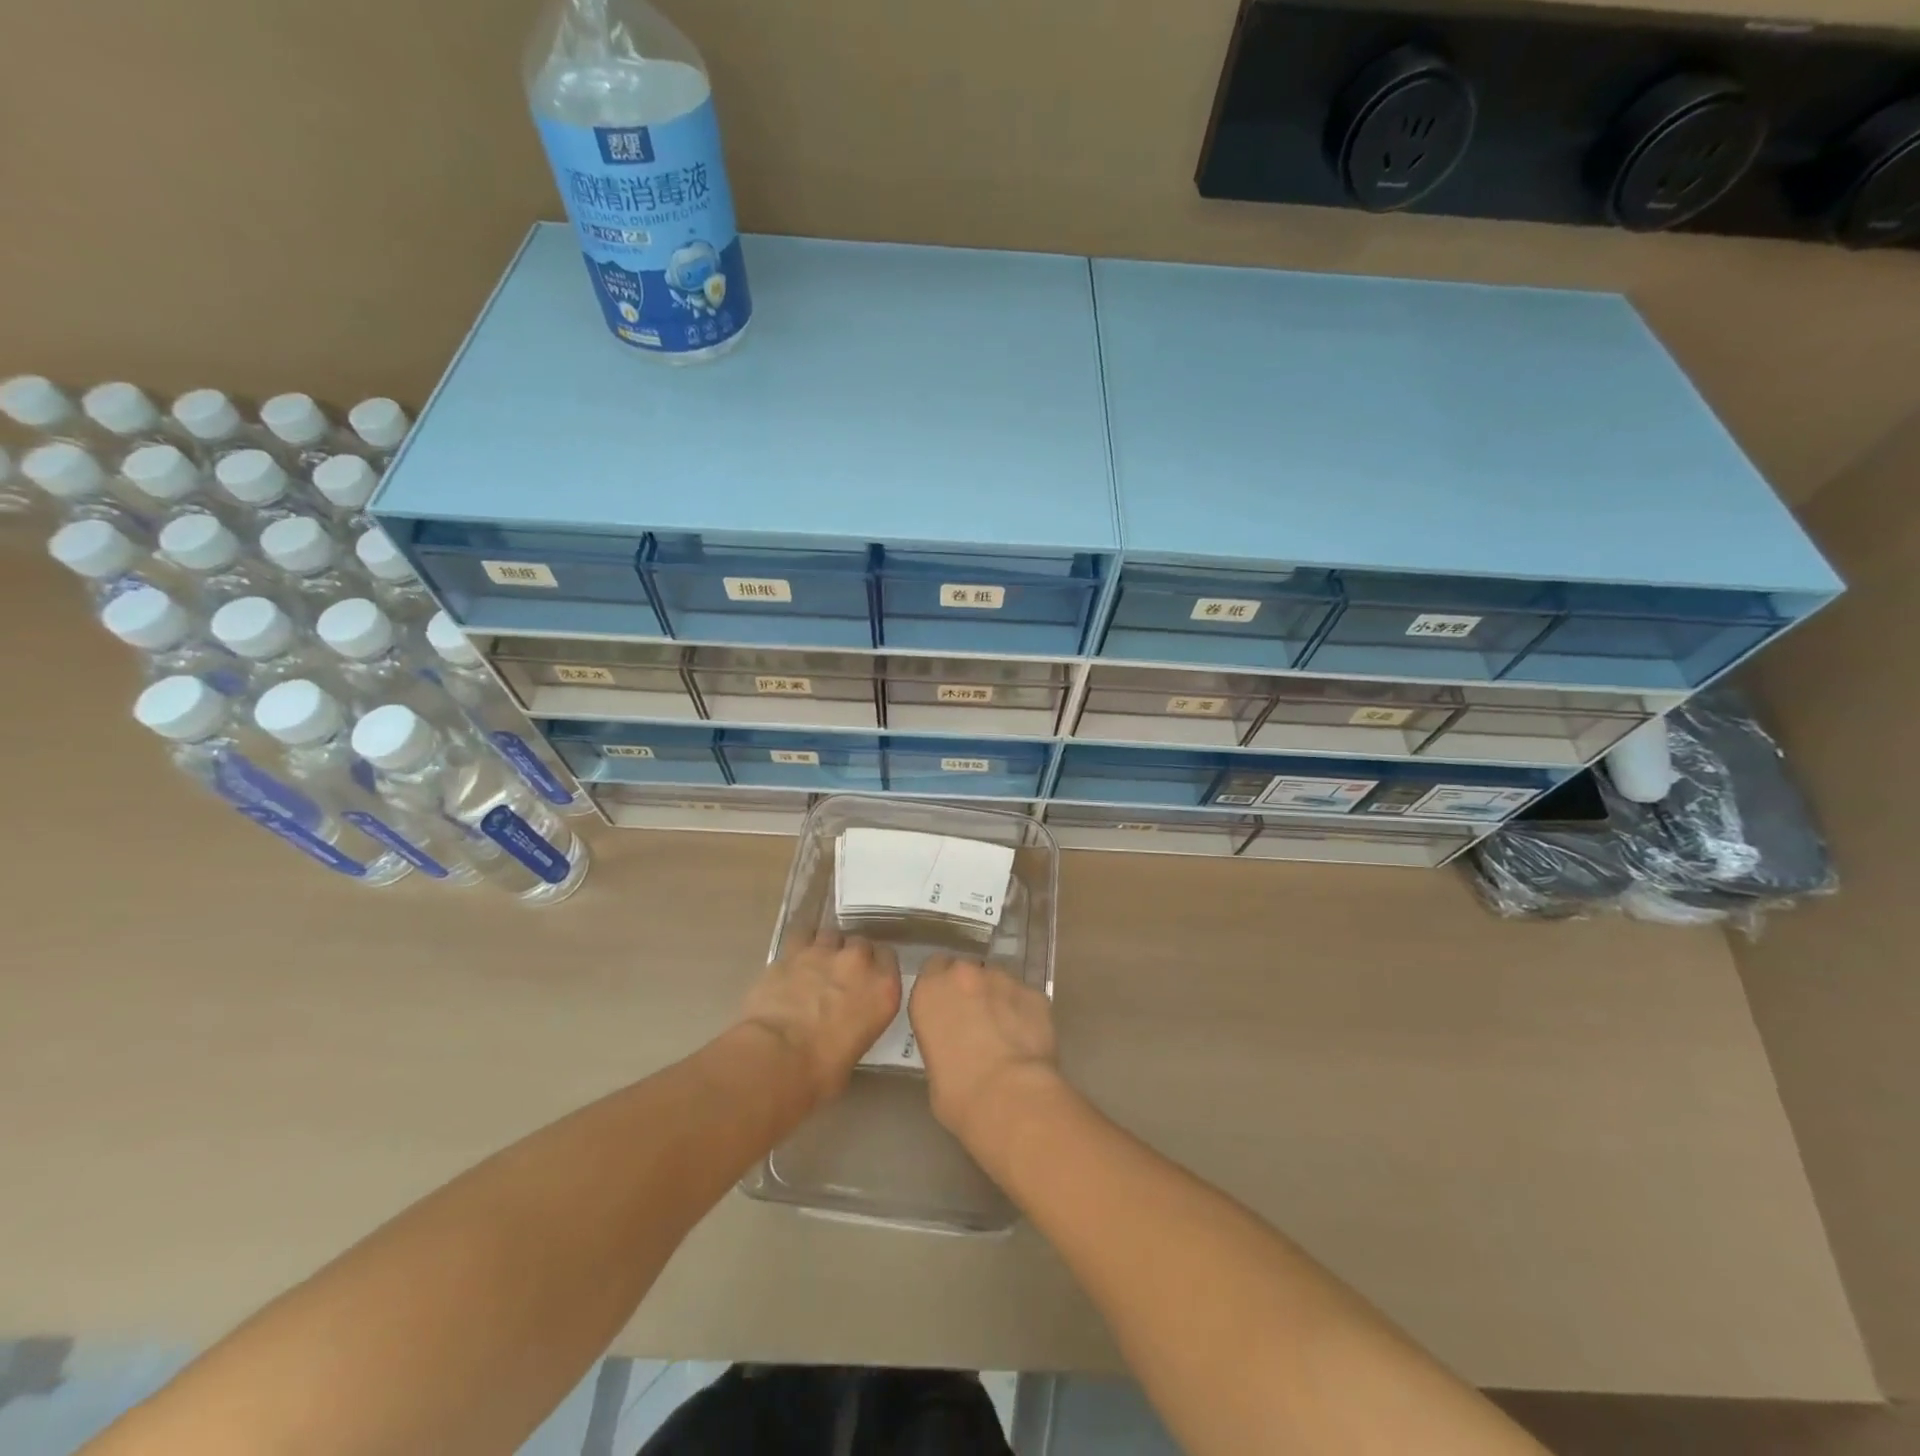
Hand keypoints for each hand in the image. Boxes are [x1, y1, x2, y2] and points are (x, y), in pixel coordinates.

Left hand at [740, 929, 901, 1103]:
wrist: (777, 1058)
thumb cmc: (822, 1071)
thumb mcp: (857, 1049)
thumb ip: (860, 1024)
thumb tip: (846, 1025)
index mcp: (883, 989)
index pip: (888, 959)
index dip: (876, 967)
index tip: (867, 979)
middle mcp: (858, 963)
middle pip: (861, 943)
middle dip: (852, 956)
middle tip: (839, 976)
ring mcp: (824, 953)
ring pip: (831, 935)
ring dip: (826, 948)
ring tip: (815, 965)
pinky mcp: (792, 952)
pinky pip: (801, 936)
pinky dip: (799, 944)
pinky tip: (793, 958)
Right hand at [909, 956, 1058, 1147]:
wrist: (1010, 1097)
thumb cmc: (958, 1094)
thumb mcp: (933, 1068)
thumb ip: (941, 1040)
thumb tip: (956, 1046)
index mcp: (930, 991)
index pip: (932, 969)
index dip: (942, 987)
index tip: (947, 1007)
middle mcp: (964, 974)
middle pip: (966, 971)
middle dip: (970, 990)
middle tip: (975, 1020)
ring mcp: (1003, 979)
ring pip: (998, 981)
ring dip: (998, 999)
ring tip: (1005, 1032)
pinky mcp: (1035, 993)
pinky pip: (1025, 998)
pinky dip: (1025, 1013)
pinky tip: (1028, 1039)